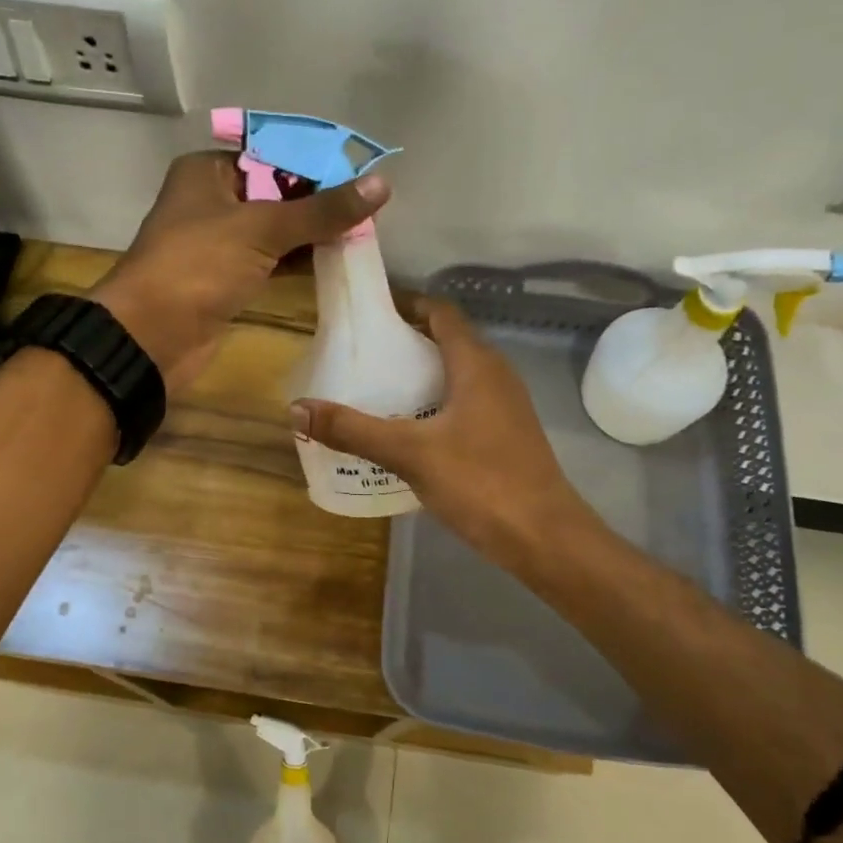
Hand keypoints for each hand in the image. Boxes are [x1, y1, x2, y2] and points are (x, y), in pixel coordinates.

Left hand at [91, 151, 387, 389]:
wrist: (152, 336)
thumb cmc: (199, 266)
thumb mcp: (262, 229)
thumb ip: (321, 210)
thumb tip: (381, 184)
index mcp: (208, 171)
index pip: (273, 155)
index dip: (317, 165)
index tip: (363, 176)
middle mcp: (212, 201)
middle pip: (277, 193)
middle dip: (319, 202)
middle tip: (369, 210)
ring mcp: (218, 244)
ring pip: (275, 231)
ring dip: (312, 234)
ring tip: (362, 234)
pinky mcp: (226, 280)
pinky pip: (269, 262)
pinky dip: (298, 261)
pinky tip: (333, 261)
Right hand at [289, 301, 598, 567]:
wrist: (544, 537)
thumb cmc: (480, 482)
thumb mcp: (410, 453)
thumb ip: (354, 430)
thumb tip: (297, 409)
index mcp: (476, 364)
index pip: (440, 312)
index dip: (406, 305)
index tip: (367, 314)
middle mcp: (495, 375)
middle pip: (446, 342)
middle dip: (404, 344)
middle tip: (360, 357)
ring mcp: (505, 407)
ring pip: (455, 377)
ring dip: (419, 378)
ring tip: (374, 392)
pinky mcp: (505, 436)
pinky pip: (463, 405)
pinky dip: (433, 406)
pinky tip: (406, 433)